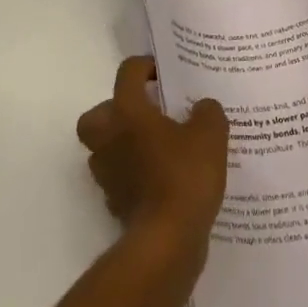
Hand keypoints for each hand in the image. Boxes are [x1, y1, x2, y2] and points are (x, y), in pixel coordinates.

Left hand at [76, 57, 228, 249]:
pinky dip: (134, 175)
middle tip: (147, 113)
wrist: (167, 240)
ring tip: (159, 147)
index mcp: (127, 112)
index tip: (164, 74)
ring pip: (105, 148)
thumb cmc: (184, 175)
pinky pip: (120, 178)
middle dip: (117, 110)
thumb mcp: (210, 134)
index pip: (128, 73)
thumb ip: (207, 112)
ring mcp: (108, 173)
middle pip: (97, 115)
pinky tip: (162, 178)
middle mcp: (109, 138)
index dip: (145, 66)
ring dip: (125, 144)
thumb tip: (202, 107)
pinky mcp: (115, 203)